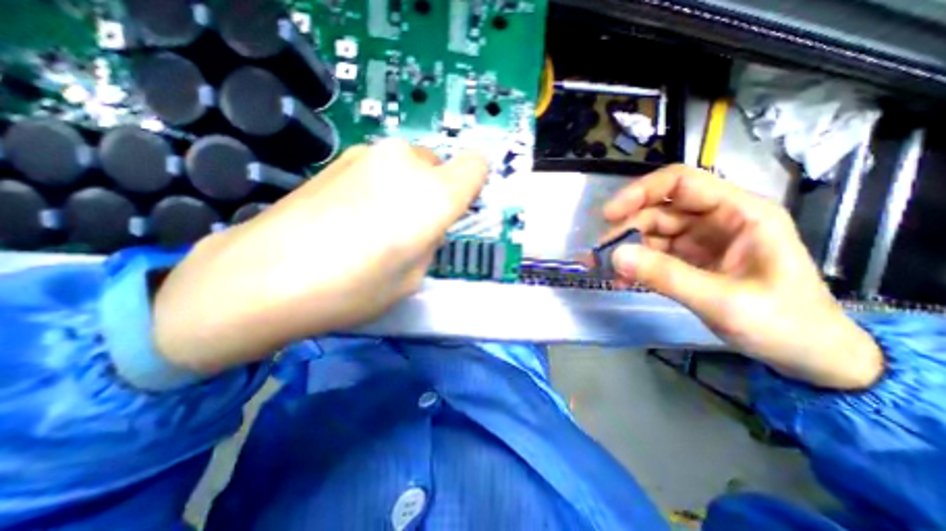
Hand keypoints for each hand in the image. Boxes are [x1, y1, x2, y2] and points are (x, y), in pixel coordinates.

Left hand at [153, 141, 486, 372]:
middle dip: (437, 192)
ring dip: (409, 189)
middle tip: (414, 226)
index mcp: (434, 196)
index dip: (474, 184)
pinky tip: (353, 215)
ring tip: (379, 223)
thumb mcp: (413, 278)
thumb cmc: (352, 288)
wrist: (262, 276)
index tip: (461, 205)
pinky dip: (382, 186)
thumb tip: (426, 226)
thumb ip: (430, 243)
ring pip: (411, 166)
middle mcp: (407, 164)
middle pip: (441, 166)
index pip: (476, 166)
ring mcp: (369, 154)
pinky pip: (382, 168)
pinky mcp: (339, 157)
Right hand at [601, 167, 882, 389]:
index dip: (640, 192)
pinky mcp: (691, 260)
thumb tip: (614, 256)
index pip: (681, 183)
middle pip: (659, 210)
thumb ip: (666, 276)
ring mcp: (701, 241)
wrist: (810, 357)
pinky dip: (636, 264)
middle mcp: (717, 220)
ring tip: (609, 271)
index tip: (609, 215)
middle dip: (626, 229)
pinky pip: (654, 254)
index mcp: (739, 213)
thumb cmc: (784, 324)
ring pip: (651, 232)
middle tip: (601, 253)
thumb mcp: (722, 301)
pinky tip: (623, 280)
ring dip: (627, 249)